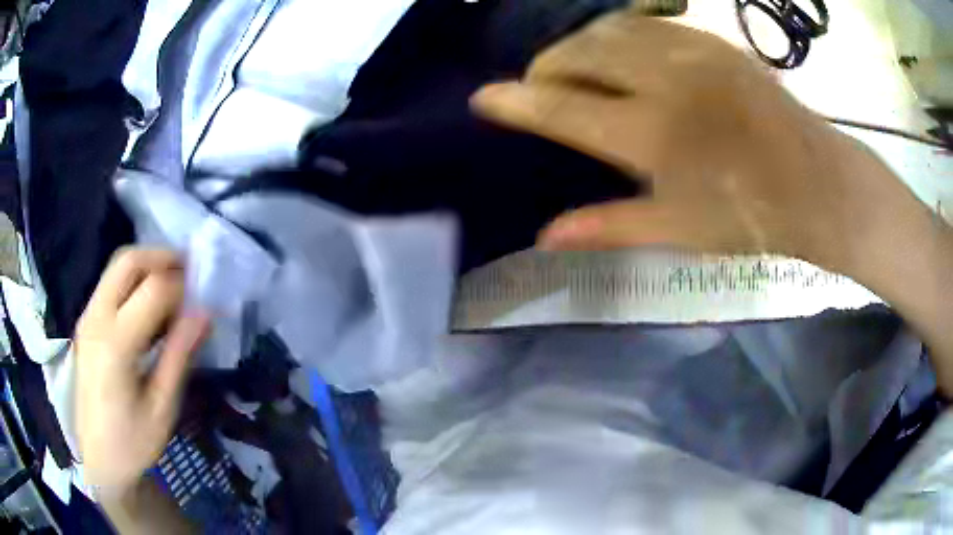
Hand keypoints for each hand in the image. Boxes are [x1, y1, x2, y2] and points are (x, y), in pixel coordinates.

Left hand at [75, 249, 208, 491]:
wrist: (98, 460)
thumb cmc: (132, 442)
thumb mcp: (162, 407)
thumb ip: (179, 356)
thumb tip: (205, 314)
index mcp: (115, 343)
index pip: (153, 290)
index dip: (183, 286)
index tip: (204, 297)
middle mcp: (96, 318)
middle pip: (128, 261)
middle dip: (162, 257)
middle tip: (190, 273)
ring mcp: (87, 317)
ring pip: (117, 267)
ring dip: (148, 266)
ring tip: (173, 288)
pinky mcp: (86, 323)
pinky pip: (110, 284)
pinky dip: (134, 282)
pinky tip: (149, 308)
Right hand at [470, 12, 926, 274]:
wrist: (818, 185)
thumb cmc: (753, 217)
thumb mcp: (680, 231)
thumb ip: (609, 226)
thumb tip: (546, 237)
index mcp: (655, 134)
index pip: (562, 108)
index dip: (515, 103)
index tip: (483, 97)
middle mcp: (666, 80)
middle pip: (580, 53)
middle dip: (546, 66)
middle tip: (539, 88)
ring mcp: (692, 52)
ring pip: (610, 29)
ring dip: (579, 45)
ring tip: (574, 67)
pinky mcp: (714, 42)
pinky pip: (648, 23)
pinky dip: (618, 33)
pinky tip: (620, 51)